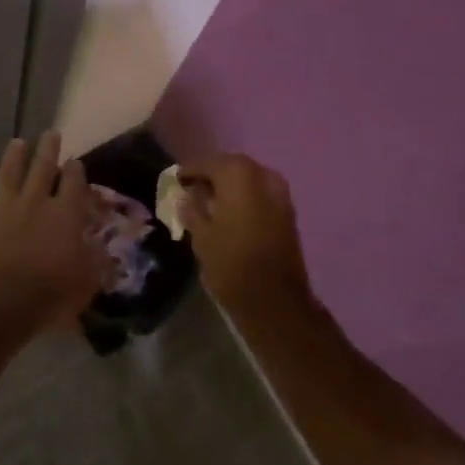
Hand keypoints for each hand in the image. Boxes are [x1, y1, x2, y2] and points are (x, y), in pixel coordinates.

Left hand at [0, 132, 109, 329]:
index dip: (76, 171)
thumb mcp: (87, 283)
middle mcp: (35, 202)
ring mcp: (2, 208)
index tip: (76, 162)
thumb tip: (105, 248)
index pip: (74, 184)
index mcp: (65, 215)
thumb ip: (97, 261)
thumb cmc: (49, 296)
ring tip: (18, 141)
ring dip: (14, 156)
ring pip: (8, 173)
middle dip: (48, 149)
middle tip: (51, 133)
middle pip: (43, 168)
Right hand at [177, 153, 311, 313]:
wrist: (275, 301)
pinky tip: (230, 212)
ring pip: (248, 179)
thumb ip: (192, 209)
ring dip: (230, 186)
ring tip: (210, 201)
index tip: (176, 178)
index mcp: (237, 175)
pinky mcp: (288, 211)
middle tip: (192, 187)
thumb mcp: (200, 236)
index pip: (207, 163)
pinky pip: (261, 193)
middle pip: (231, 166)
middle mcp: (262, 175)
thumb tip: (187, 196)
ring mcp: (280, 192)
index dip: (189, 170)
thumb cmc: (230, 264)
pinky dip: (245, 197)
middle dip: (212, 175)